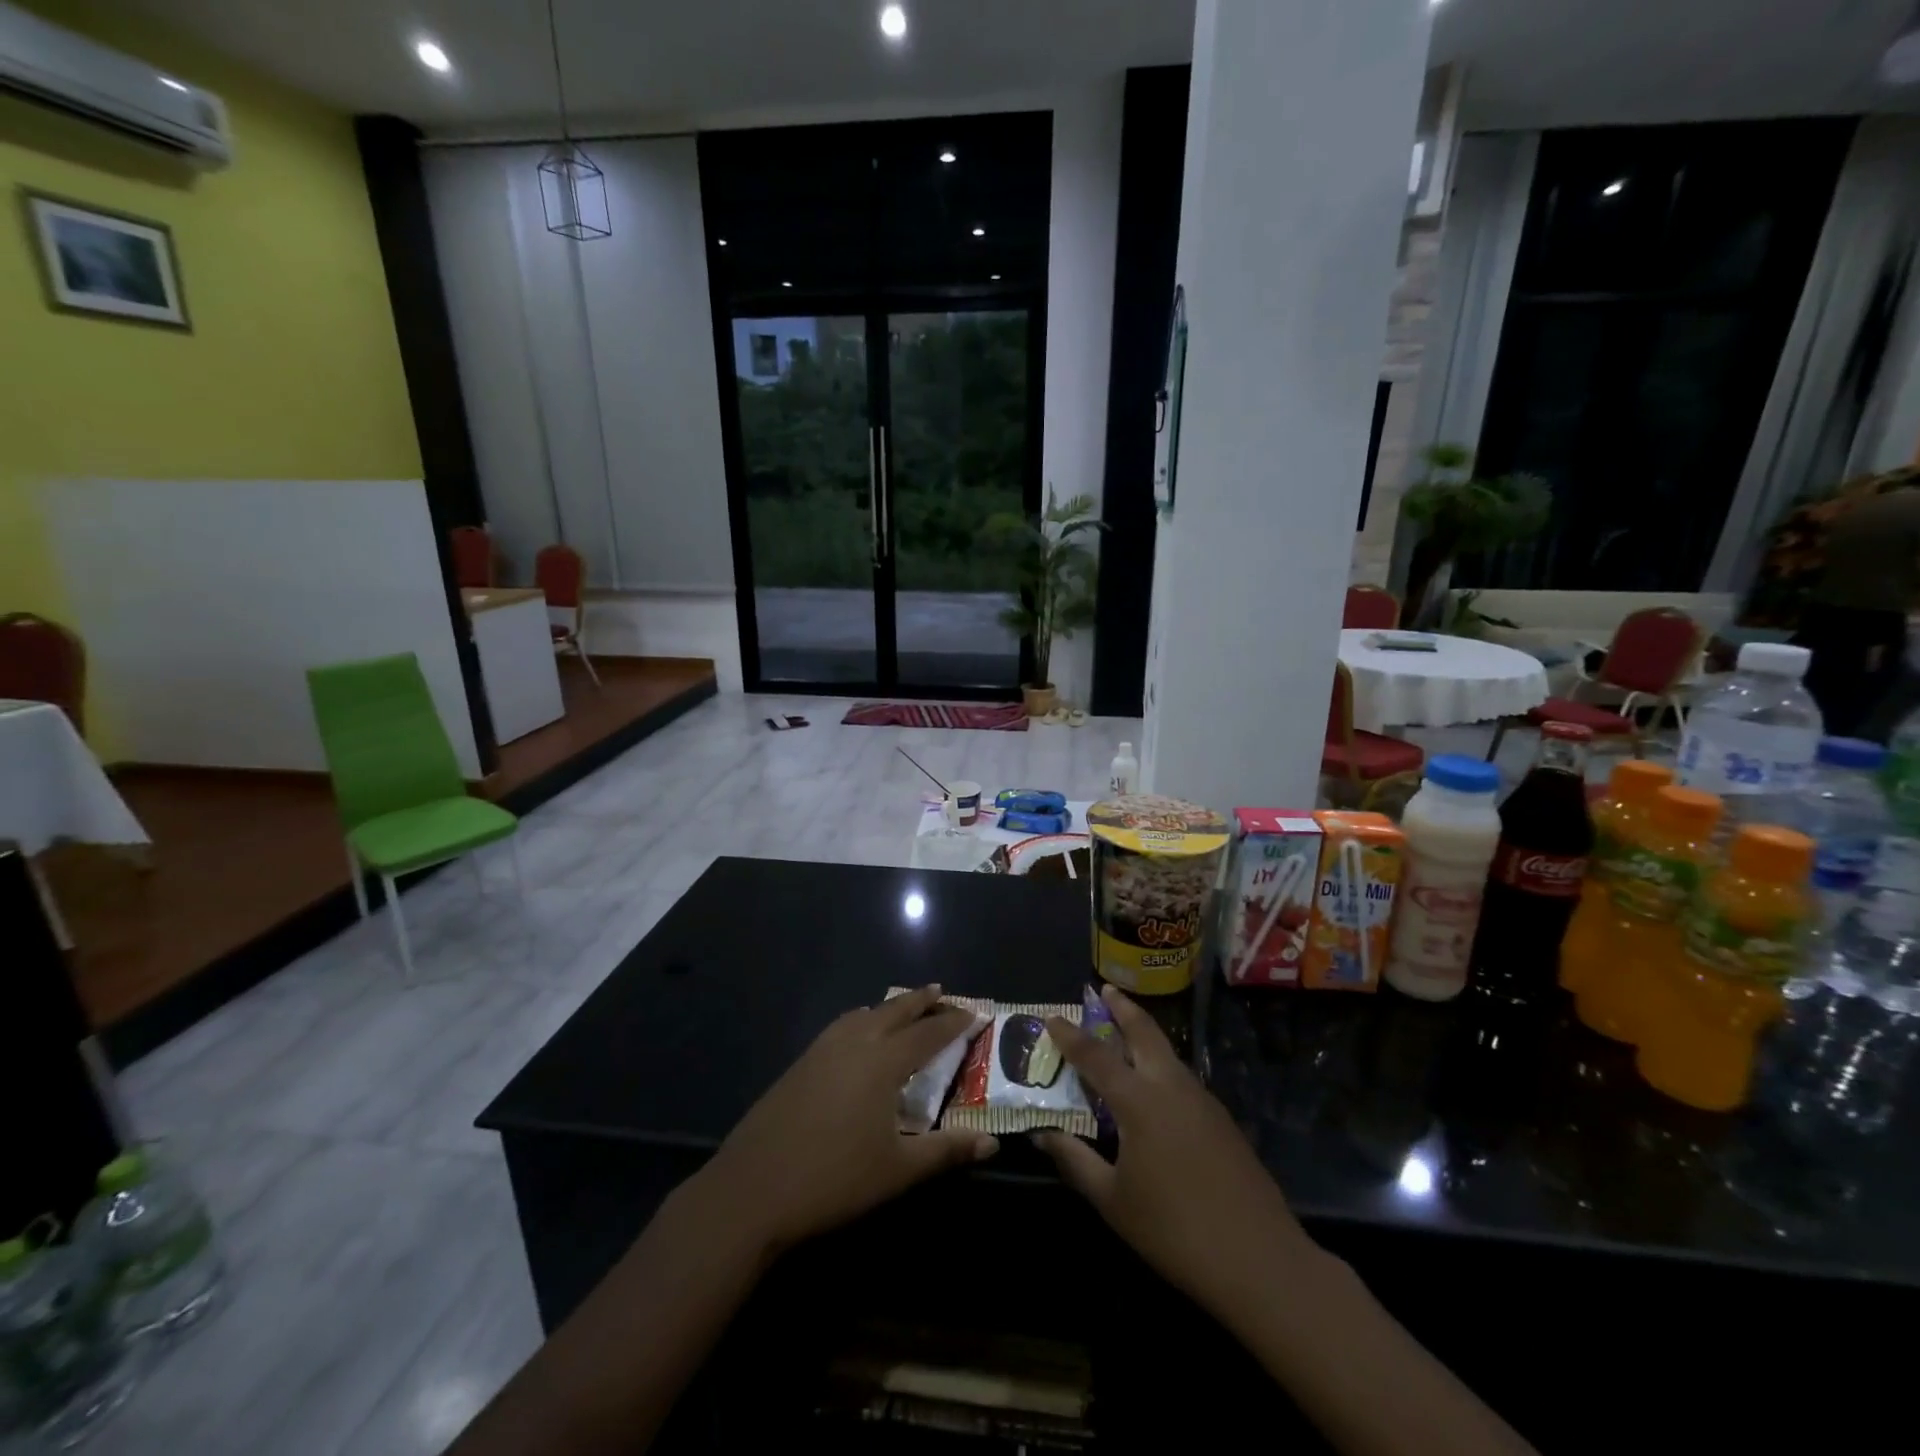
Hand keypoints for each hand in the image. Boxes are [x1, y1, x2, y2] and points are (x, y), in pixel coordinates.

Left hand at [693, 984, 997, 1255]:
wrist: (752, 1189)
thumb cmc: (834, 1178)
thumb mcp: (898, 1169)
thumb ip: (946, 1151)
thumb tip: (991, 1143)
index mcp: (882, 1062)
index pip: (927, 1034)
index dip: (953, 1023)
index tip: (974, 1013)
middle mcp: (854, 1043)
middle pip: (893, 1011)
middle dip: (919, 1000)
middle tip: (940, 990)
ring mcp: (822, 1050)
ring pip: (863, 1014)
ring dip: (888, 1007)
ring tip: (902, 1009)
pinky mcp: (800, 1063)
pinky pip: (840, 1026)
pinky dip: (860, 1020)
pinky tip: (857, 1035)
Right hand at [1037, 986, 1314, 1311]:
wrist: (1259, 1259)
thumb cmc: (1174, 1229)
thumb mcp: (1113, 1199)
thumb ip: (1075, 1161)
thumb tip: (1042, 1134)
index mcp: (1139, 1100)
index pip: (1095, 1056)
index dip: (1071, 1036)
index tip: (1053, 1017)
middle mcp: (1170, 1086)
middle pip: (1144, 1032)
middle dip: (1123, 1008)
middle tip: (1106, 989)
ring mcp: (1202, 1100)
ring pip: (1167, 1053)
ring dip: (1144, 1035)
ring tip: (1124, 1033)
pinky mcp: (1222, 1120)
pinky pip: (1182, 1078)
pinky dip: (1161, 1066)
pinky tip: (1155, 1088)